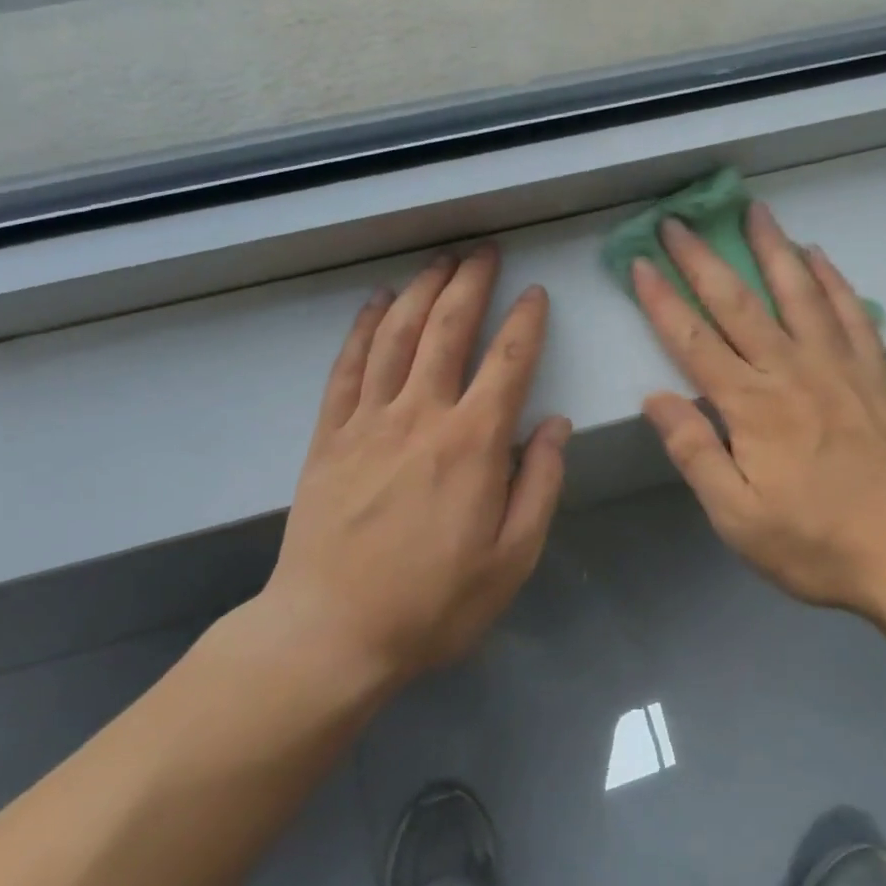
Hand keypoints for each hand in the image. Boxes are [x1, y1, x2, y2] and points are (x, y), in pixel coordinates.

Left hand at [258, 246, 569, 687]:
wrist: (331, 635)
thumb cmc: (434, 604)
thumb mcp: (513, 558)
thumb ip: (541, 485)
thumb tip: (556, 425)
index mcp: (473, 444)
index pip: (508, 362)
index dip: (525, 321)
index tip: (535, 293)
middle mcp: (421, 416)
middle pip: (447, 329)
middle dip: (470, 283)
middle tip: (484, 251)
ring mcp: (368, 421)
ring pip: (396, 335)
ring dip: (420, 291)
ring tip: (439, 261)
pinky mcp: (329, 436)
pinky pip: (347, 367)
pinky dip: (362, 328)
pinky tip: (374, 303)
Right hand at [632, 203, 885, 622]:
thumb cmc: (814, 543)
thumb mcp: (737, 516)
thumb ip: (695, 452)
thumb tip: (656, 397)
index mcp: (751, 406)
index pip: (693, 340)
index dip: (662, 300)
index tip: (641, 263)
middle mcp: (791, 370)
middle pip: (738, 303)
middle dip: (702, 259)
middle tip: (678, 221)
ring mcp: (839, 365)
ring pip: (798, 292)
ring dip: (772, 248)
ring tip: (755, 211)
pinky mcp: (875, 373)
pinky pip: (851, 312)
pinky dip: (832, 279)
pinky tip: (818, 256)